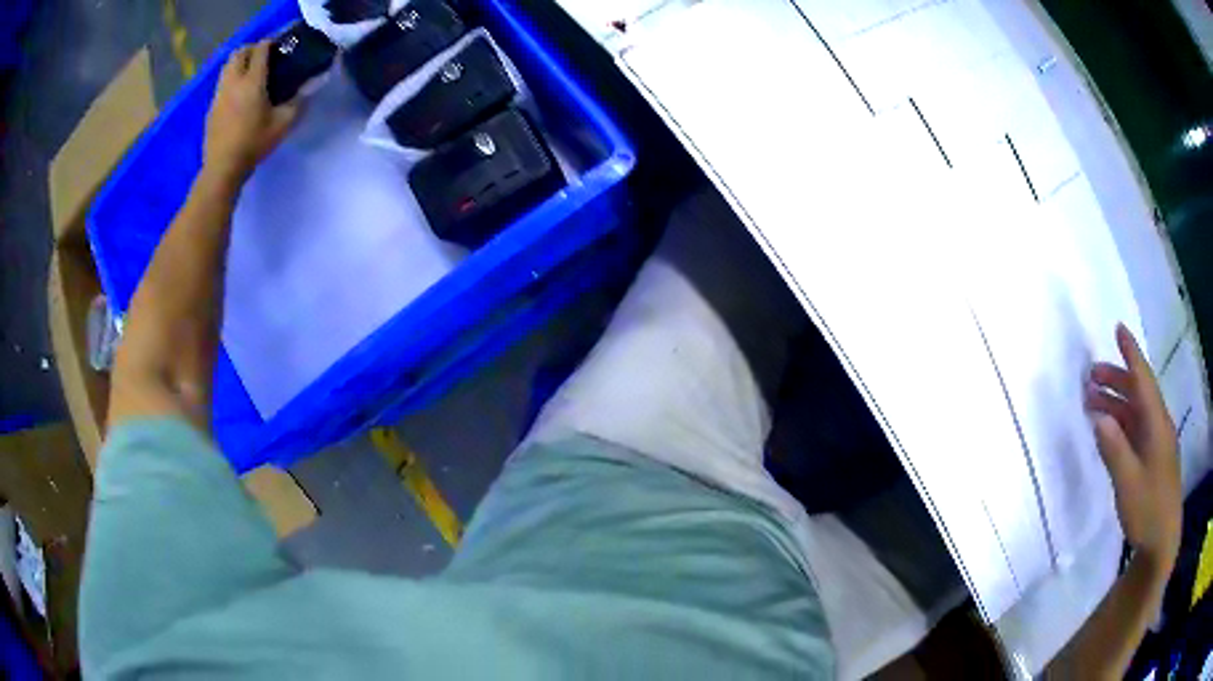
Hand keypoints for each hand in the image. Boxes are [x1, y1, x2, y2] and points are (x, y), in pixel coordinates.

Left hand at [204, 40, 297, 182]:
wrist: (222, 168)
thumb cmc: (253, 144)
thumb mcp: (283, 125)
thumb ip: (298, 103)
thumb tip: (308, 89)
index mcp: (252, 81)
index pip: (260, 49)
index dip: (270, 42)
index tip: (279, 46)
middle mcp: (234, 81)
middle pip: (239, 52)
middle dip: (251, 49)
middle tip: (263, 56)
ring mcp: (219, 94)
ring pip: (227, 66)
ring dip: (239, 63)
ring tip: (250, 73)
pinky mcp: (212, 107)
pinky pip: (222, 83)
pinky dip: (231, 80)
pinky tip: (238, 94)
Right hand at [1087, 324, 1181, 573]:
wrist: (1162, 542)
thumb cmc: (1148, 510)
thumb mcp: (1128, 484)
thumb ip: (1114, 449)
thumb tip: (1098, 417)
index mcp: (1157, 425)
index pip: (1143, 380)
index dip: (1131, 354)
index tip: (1118, 328)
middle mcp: (1159, 426)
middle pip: (1139, 393)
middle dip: (1117, 380)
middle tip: (1091, 376)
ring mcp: (1158, 444)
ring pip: (1137, 412)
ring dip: (1117, 403)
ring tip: (1093, 402)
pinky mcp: (1155, 460)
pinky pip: (1138, 430)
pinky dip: (1122, 423)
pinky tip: (1110, 431)